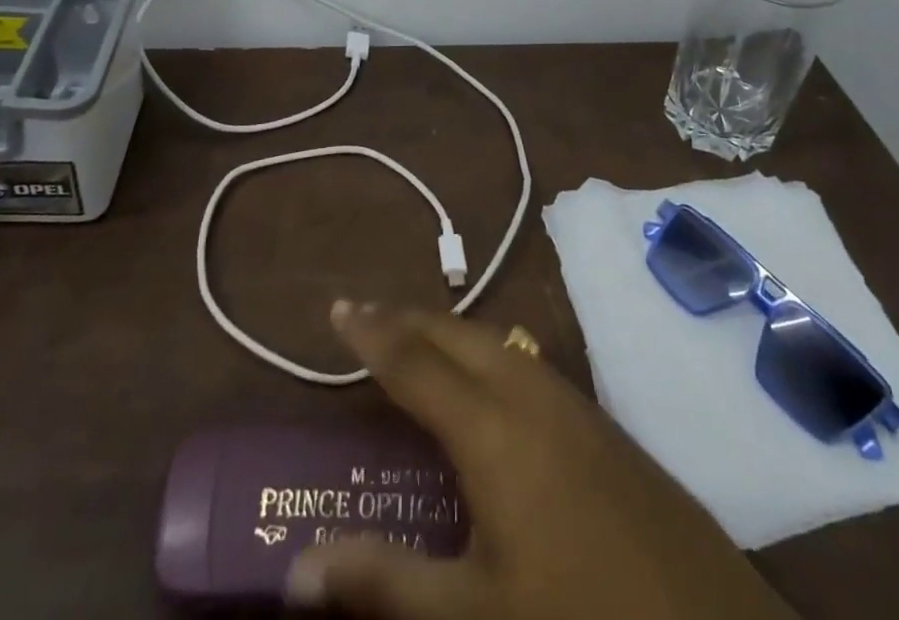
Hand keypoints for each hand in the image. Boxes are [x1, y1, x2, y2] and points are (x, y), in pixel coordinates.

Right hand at [285, 302, 794, 619]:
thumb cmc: (580, 617)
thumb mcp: (475, 613)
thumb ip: (385, 582)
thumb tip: (296, 571)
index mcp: (491, 428)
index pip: (414, 361)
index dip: (371, 334)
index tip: (337, 308)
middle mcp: (529, 394)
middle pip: (456, 335)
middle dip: (407, 319)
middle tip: (365, 317)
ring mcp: (572, 403)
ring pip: (496, 342)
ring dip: (449, 332)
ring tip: (415, 338)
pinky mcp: (602, 423)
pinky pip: (527, 363)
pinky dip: (487, 353)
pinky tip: (488, 381)